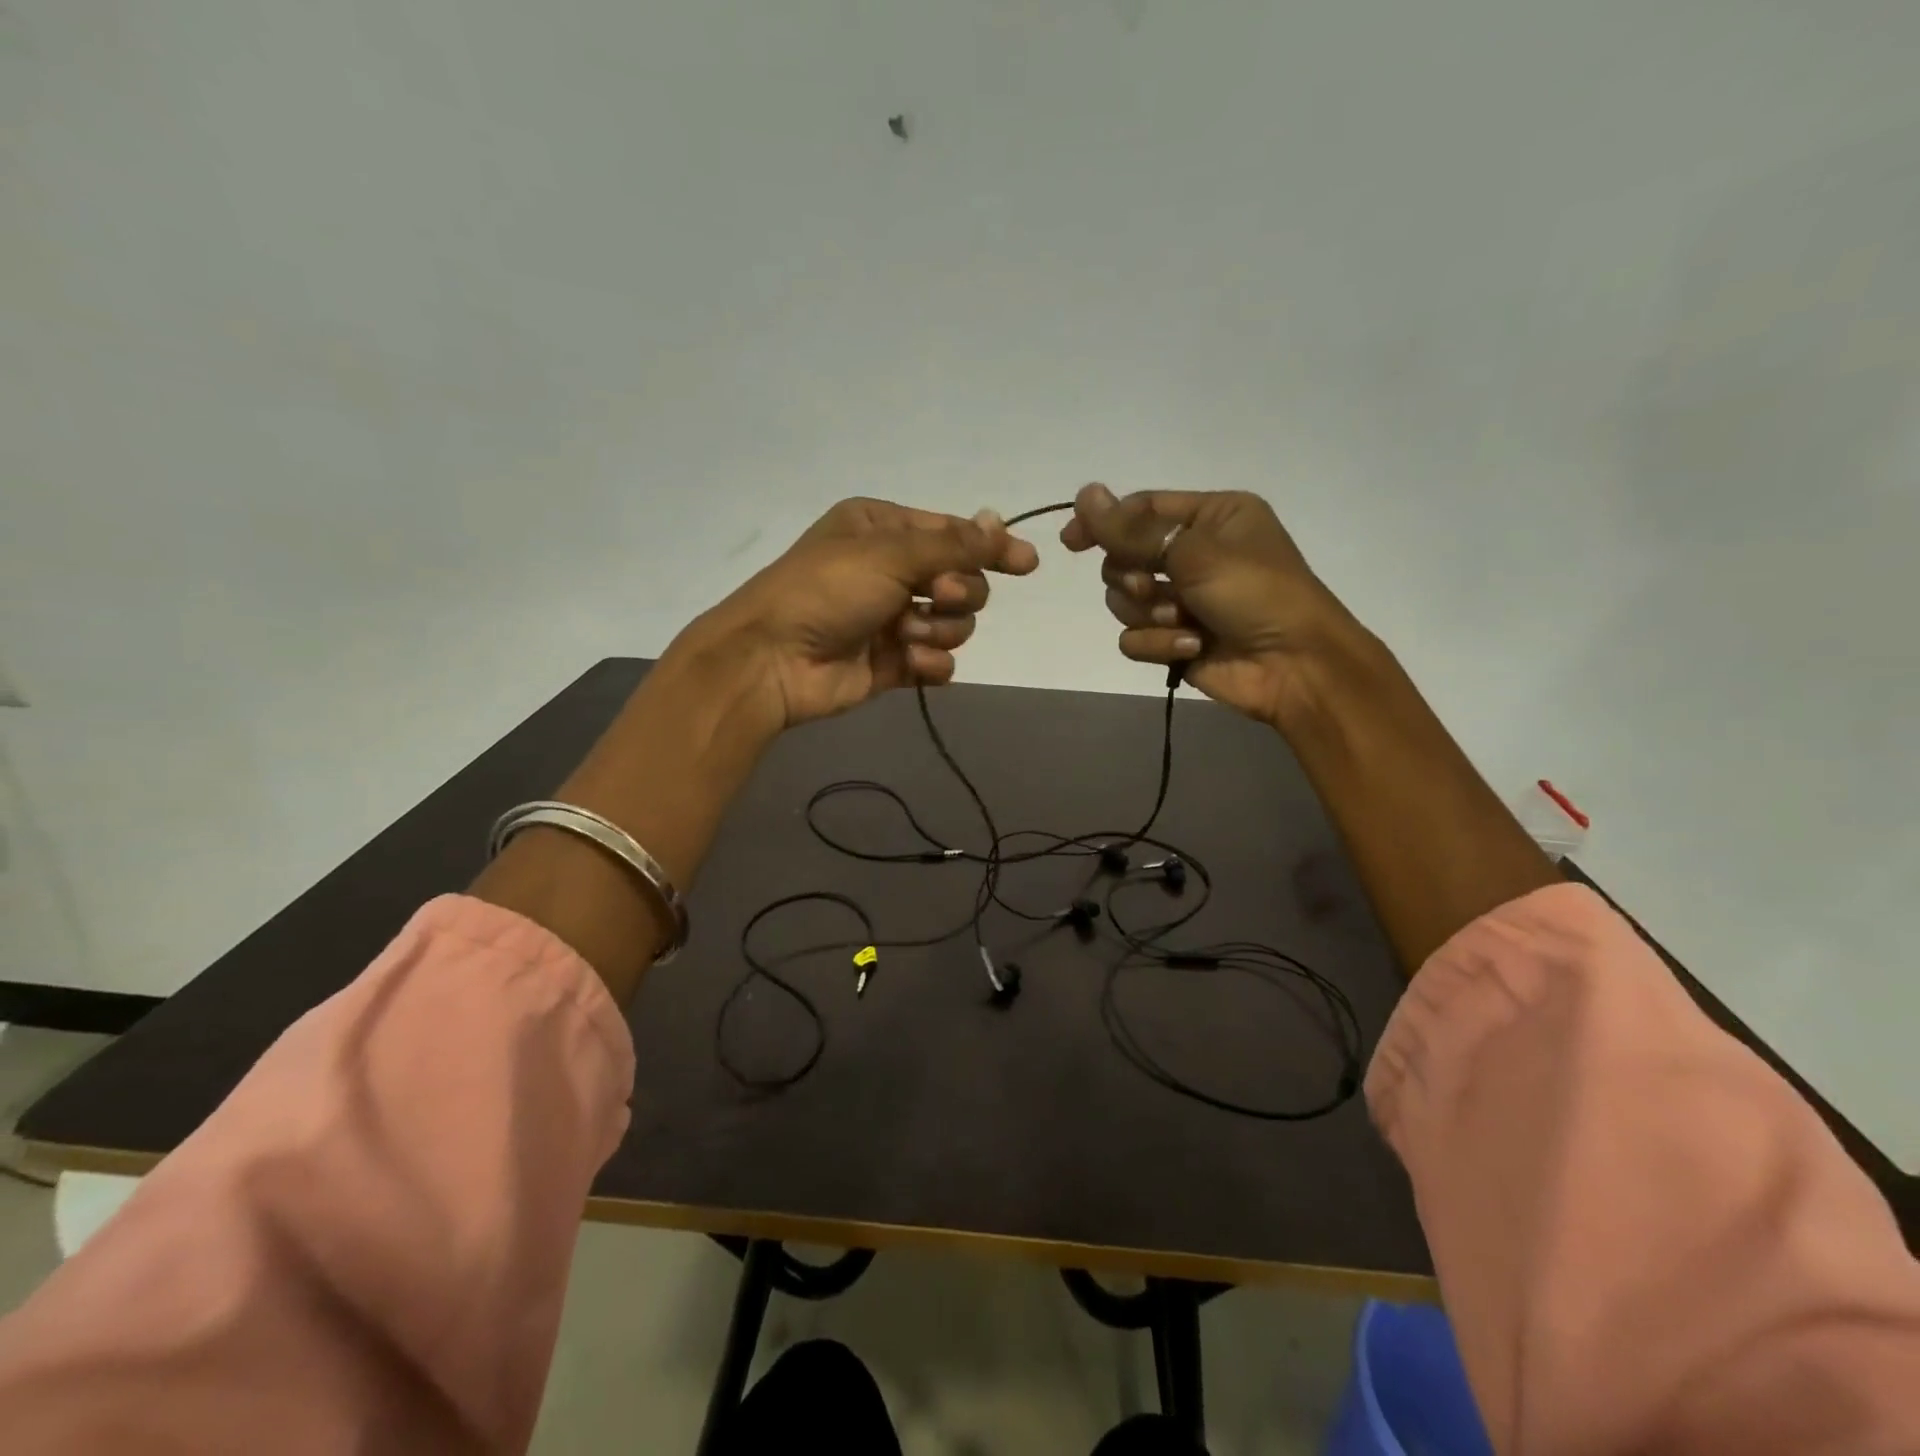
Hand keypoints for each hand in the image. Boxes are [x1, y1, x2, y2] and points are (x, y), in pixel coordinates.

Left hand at [680, 498, 1038, 730]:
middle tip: (934, 596)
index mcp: (884, 529)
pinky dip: (930, 664)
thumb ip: (953, 545)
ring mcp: (892, 618)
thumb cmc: (826, 590)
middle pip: (962, 581)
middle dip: (956, 593)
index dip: (990, 548)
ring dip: (938, 629)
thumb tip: (999, 521)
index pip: (953, 534)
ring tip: (904, 636)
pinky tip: (909, 664)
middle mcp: (890, 570)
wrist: (773, 659)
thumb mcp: (891, 553)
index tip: (1027, 564)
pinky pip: (937, 660)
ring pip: (954, 623)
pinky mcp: (893, 663)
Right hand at [1061, 482, 1359, 727]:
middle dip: (1133, 576)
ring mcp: (1183, 599)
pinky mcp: (1174, 639)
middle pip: (1124, 557)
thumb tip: (1084, 492)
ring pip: (1124, 601)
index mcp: (1211, 516)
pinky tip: (1189, 647)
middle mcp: (1194, 553)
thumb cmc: (1256, 593)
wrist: (1294, 666)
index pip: (1142, 509)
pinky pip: (1135, 638)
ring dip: (1148, 613)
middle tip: (1153, 587)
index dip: (1104, 522)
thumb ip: (1132, 529)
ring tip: (1181, 621)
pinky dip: (1158, 643)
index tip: (1072, 541)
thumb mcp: (1194, 551)